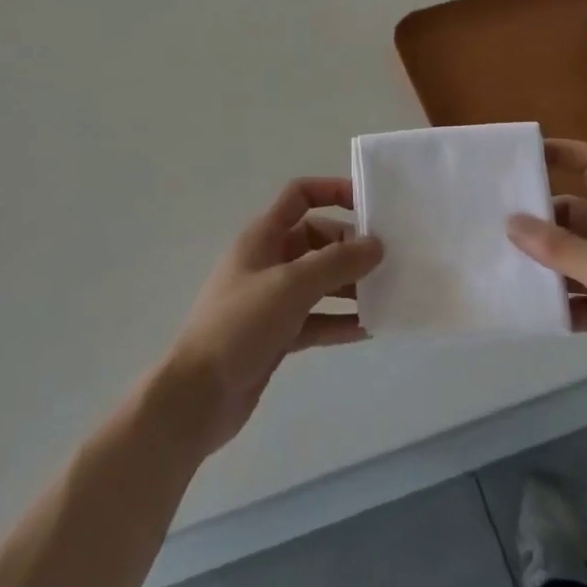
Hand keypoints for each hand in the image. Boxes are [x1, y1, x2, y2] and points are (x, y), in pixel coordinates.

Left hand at [155, 178, 383, 456]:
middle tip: (388, 262)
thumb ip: (335, 263)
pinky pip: (317, 319)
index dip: (332, 191)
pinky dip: (340, 321)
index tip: (369, 204)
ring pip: (319, 281)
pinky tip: (370, 329)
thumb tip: (375, 244)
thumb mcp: (290, 285)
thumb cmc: (239, 325)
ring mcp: (272, 300)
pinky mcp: (277, 335)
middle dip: (349, 247)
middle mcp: (268, 261)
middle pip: (316, 240)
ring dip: (350, 285)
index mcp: (263, 236)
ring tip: (389, 294)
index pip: (299, 196)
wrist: (197, 396)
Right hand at [507, 140, 586, 443]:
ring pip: (573, 257)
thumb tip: (511, 222)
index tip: (525, 154)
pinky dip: (559, 301)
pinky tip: (532, 309)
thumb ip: (561, 248)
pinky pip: (579, 297)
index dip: (564, 152)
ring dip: (546, 262)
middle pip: (576, 214)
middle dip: (541, 217)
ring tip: (504, 264)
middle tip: (497, 222)